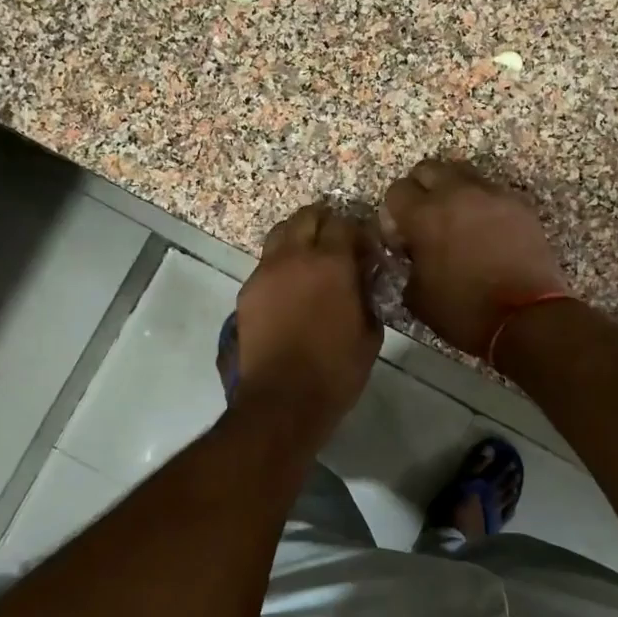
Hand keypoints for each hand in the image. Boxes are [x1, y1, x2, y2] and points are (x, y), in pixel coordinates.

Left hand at [229, 204, 382, 442]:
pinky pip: (265, 264)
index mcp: (332, 263)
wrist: (283, 399)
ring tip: (309, 259)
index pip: (344, 223)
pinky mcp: (247, 292)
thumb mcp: (370, 332)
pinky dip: (280, 265)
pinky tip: (290, 288)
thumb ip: (367, 293)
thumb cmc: (336, 369)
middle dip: (324, 222)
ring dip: (297, 237)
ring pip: (280, 234)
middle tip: (336, 242)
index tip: (364, 247)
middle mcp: (295, 256)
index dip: (356, 231)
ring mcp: (265, 272)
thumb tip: (364, 275)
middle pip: (306, 216)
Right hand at [380, 159, 568, 356]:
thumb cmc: (464, 311)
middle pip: (428, 169)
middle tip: (425, 220)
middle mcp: (456, 194)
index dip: (394, 213)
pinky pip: (492, 192)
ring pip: (463, 174)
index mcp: (424, 216)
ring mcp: (492, 195)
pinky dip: (482, 205)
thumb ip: (407, 265)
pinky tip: (486, 232)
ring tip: (457, 220)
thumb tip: (411, 253)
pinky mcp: (519, 205)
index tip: (402, 236)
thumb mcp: (418, 297)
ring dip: (453, 191)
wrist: (526, 317)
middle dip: (421, 190)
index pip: (396, 191)